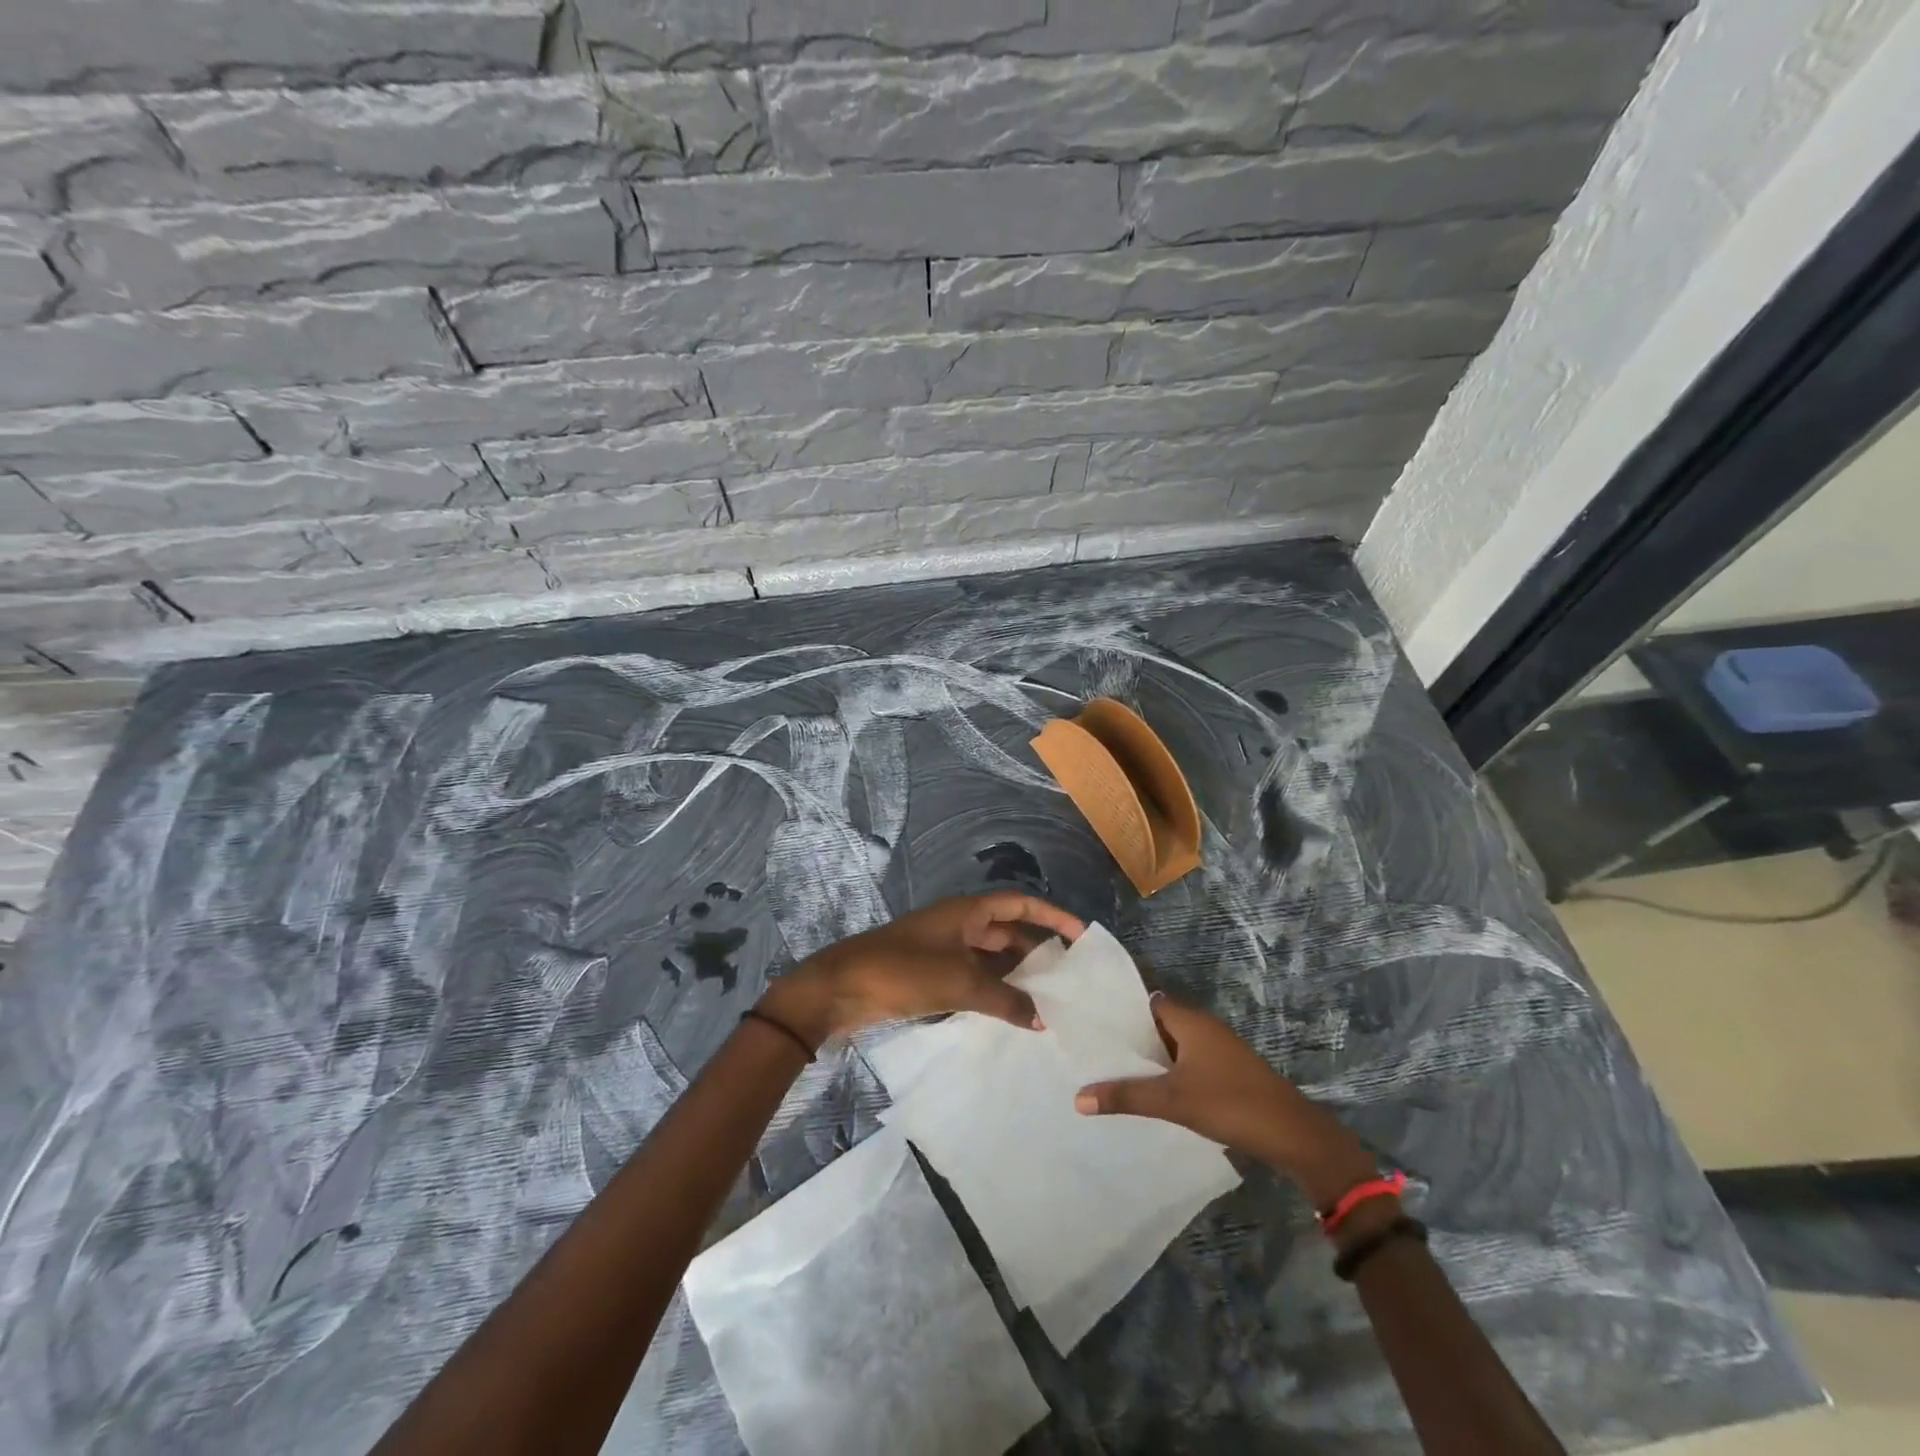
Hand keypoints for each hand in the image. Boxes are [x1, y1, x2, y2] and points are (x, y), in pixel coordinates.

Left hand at [758, 893, 1085, 1049]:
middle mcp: (957, 924)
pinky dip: (992, 990)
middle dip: (1036, 949)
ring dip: (1014, 974)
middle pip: (1006, 930)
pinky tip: (1008, 1013)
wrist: (840, 989)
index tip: (1081, 936)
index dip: (1052, 916)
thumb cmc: (902, 971)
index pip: (1020, 904)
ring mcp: (941, 949)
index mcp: (966, 911)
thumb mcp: (959, 984)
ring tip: (1047, 1000)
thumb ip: (1005, 1000)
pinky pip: (971, 977)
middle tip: (1068, 977)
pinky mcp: (928, 974)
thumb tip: (1042, 1019)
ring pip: (989, 956)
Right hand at [1075, 998, 1376, 1207]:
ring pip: (1173, 1045)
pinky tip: (1151, 1091)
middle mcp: (1203, 1026)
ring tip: (1114, 1071)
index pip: (1146, 1001)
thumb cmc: (1230, 1103)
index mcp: (1190, 1020)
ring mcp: (1218, 1049)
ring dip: (1151, 1058)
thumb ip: (1126, 1096)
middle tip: (1095, 1051)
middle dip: (1131, 1038)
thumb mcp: (1173, 1101)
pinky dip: (1169, 1072)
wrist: (1294, 1135)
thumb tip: (1077, 1098)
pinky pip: (1188, 1062)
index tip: (1092, 1024)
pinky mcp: (1227, 1071)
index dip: (1120, 1011)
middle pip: (1158, 1024)